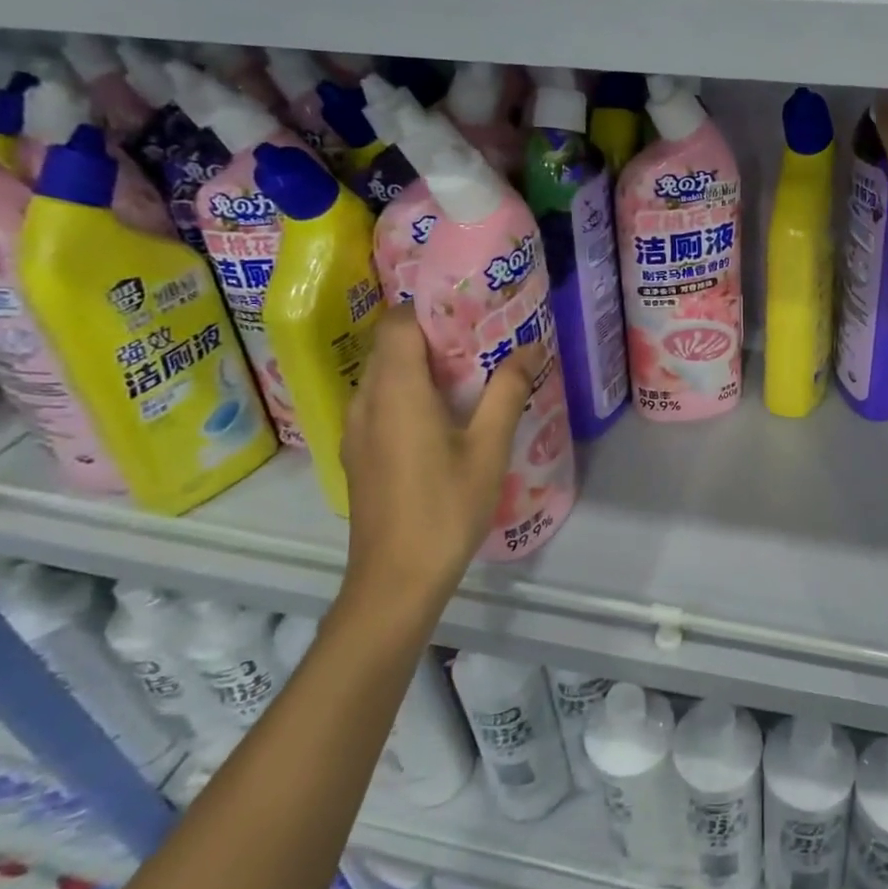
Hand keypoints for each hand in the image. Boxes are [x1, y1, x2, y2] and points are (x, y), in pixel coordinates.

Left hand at [339, 304, 532, 612]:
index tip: (473, 310)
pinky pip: (382, 401)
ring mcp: (357, 428)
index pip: (398, 322)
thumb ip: (508, 391)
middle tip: (484, 338)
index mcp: (396, 391)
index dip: (431, 307)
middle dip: (435, 334)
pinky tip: (447, 416)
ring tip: (471, 374)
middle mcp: (366, 400)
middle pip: (392, 345)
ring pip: (385, 374)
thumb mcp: (489, 447)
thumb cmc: (446, 508)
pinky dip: (411, 392)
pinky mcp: (359, 452)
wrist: (395, 580)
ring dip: (423, 365)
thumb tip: (530, 347)